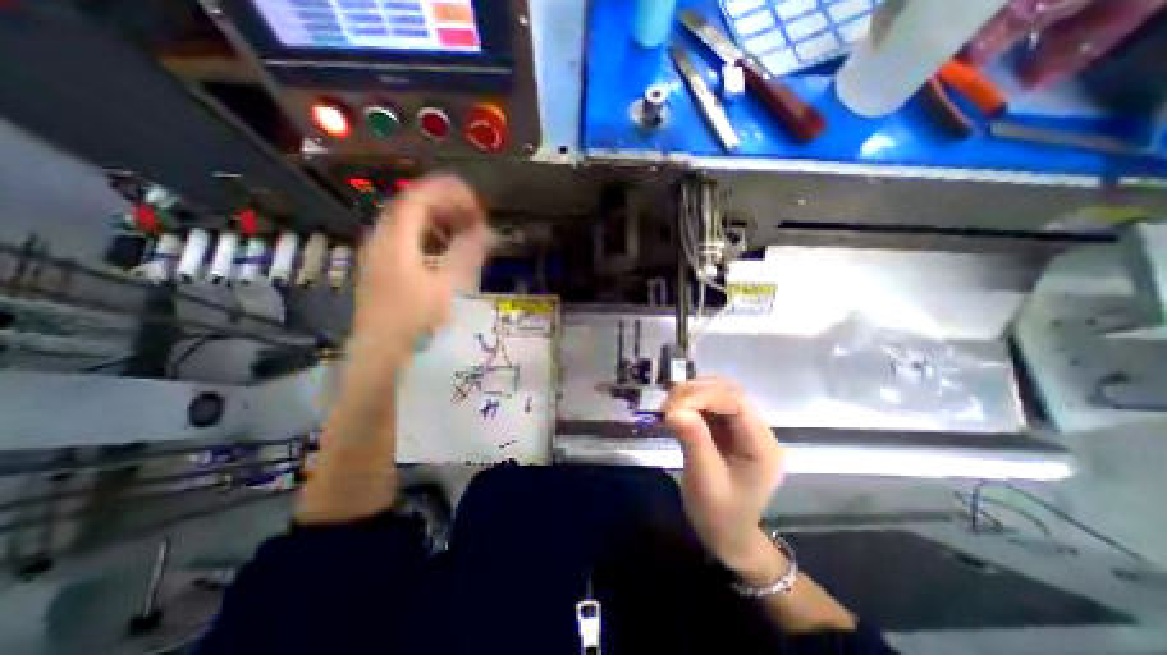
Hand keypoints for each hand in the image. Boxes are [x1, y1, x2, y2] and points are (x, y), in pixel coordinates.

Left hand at [350, 175, 489, 354]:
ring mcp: (378, 255)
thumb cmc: (417, 324)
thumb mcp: (450, 288)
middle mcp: (380, 240)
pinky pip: (405, 240)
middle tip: (474, 215)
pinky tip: (445, 251)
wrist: (382, 358)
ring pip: (407, 223)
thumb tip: (487, 231)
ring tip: (464, 229)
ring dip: (437, 220)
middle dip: (445, 204)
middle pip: (411, 206)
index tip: (477, 203)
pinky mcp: (381, 270)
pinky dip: (428, 236)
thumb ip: (468, 254)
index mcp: (395, 240)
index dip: (449, 193)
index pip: (419, 197)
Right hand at [665, 376, 783, 575]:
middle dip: (695, 392)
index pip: (736, 402)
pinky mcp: (727, 428)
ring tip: (667, 408)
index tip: (671, 407)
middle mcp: (756, 429)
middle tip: (666, 406)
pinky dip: (689, 403)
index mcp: (762, 445)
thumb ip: (694, 441)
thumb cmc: (719, 516)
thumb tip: (674, 410)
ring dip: (690, 394)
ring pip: (717, 393)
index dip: (703, 396)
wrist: (727, 536)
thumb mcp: (705, 481)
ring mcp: (742, 427)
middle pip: (728, 392)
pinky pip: (709, 405)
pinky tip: (674, 412)